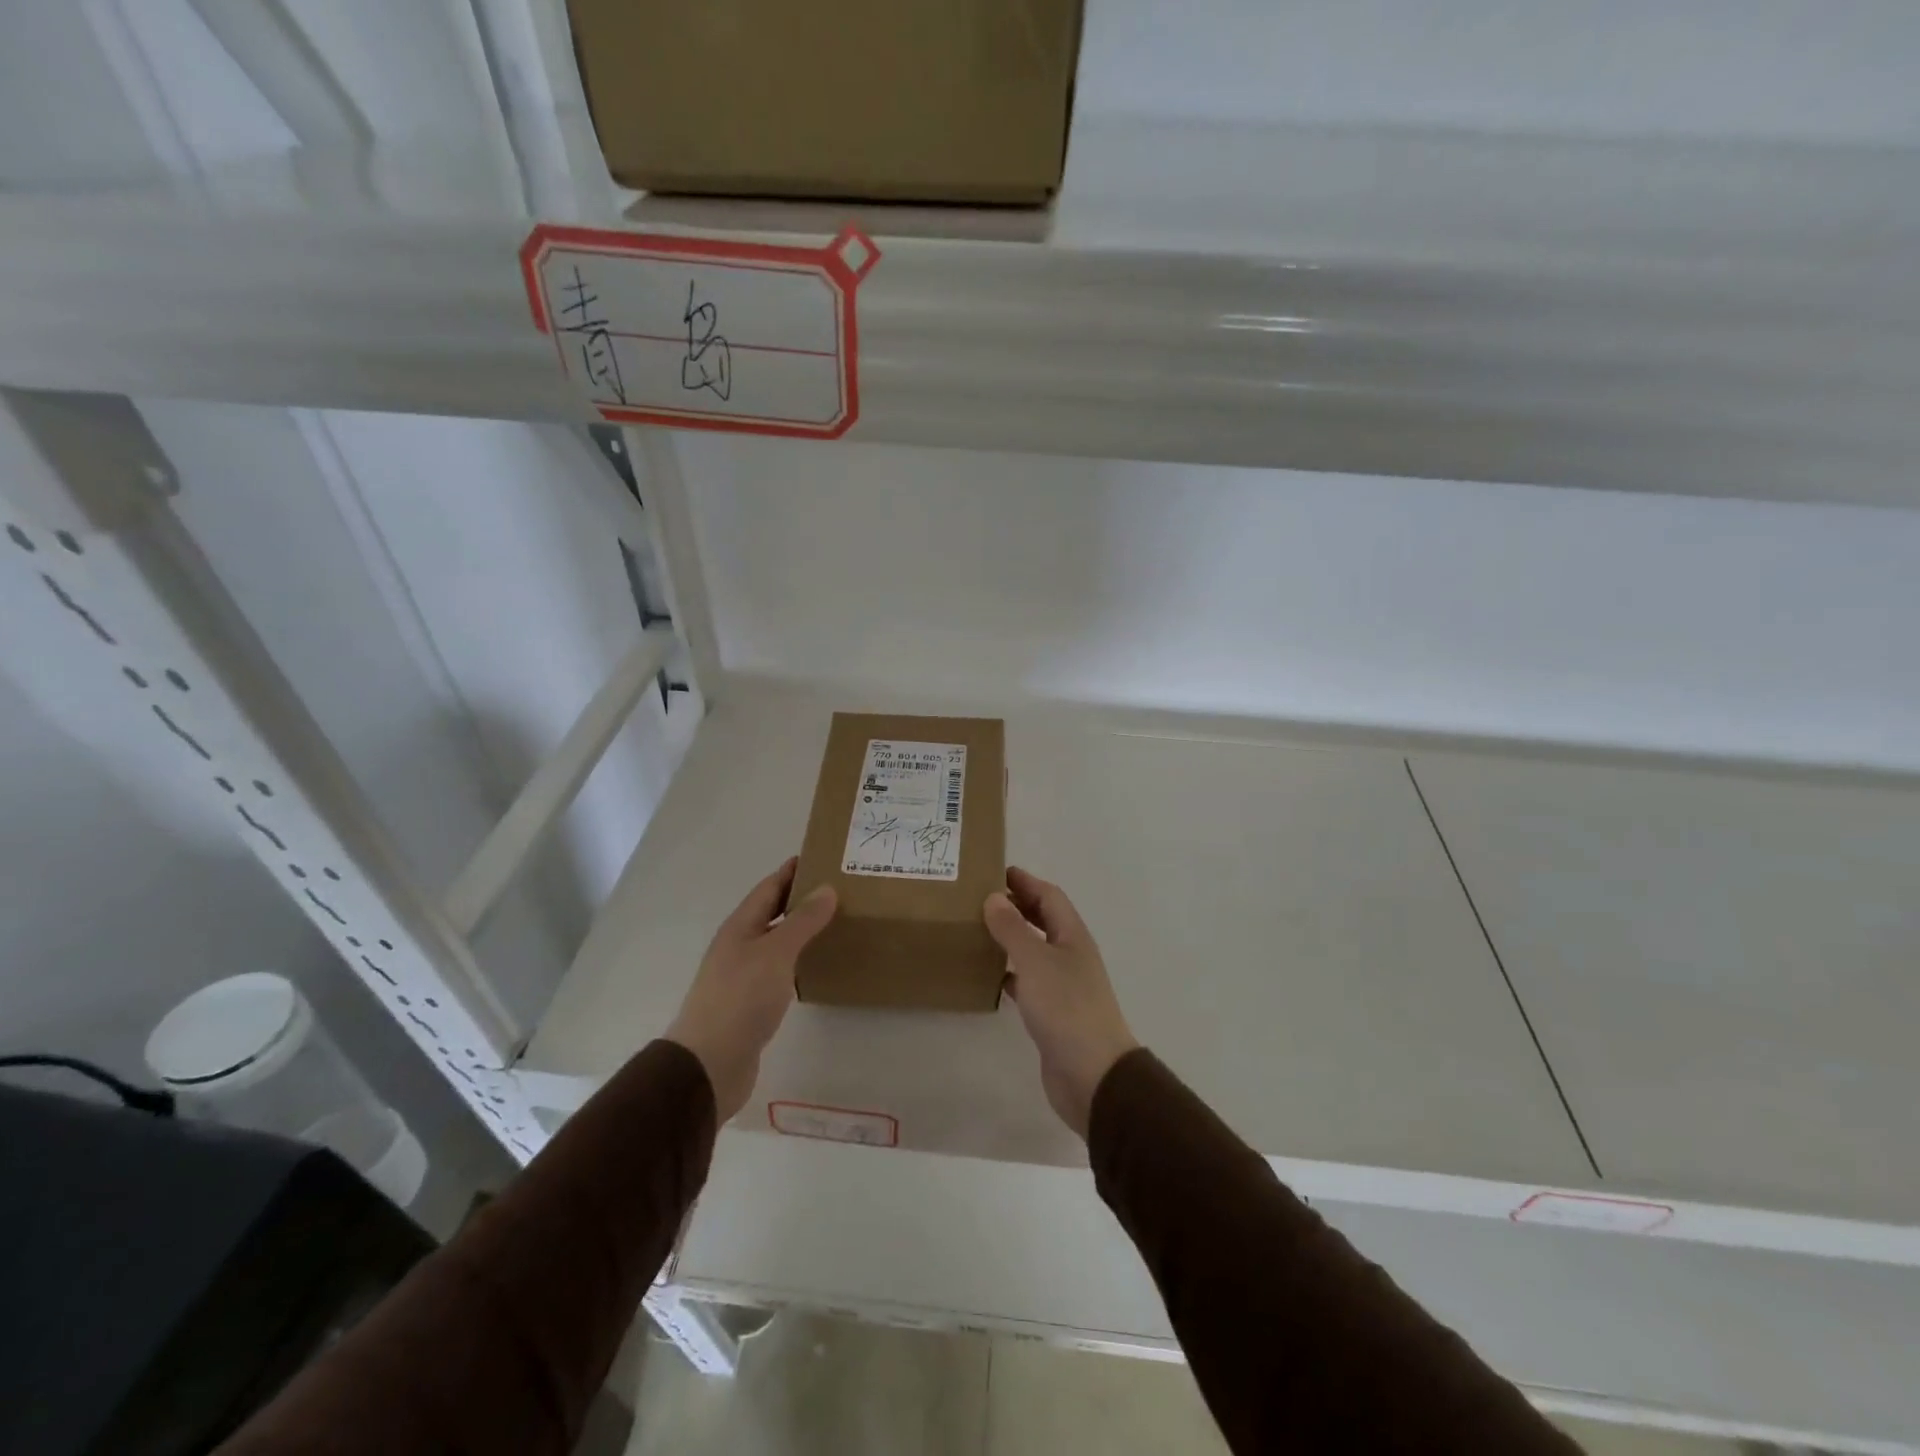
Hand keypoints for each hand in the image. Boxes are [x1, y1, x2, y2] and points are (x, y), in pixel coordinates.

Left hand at [666, 858, 836, 1121]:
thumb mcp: (776, 952)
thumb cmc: (741, 998)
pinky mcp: (751, 1004)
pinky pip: (779, 970)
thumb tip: (826, 888)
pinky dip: (798, 960)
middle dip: (800, 898)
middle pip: (771, 913)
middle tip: (838, 889)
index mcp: (741, 927)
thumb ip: (802, 921)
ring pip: (776, 942)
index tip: (821, 856)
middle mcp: (739, 946)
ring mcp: (742, 976)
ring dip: (800, 930)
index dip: (792, 871)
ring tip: (835, 922)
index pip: (769, 888)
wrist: (709, 1064)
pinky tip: (816, 966)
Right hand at [984, 867, 1138, 1138]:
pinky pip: (1027, 982)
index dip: (1024, 881)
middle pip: (1043, 920)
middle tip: (978, 898)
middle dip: (1016, 906)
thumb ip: (1012, 928)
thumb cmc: (1066, 1008)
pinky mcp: (1052, 1013)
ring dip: (1010, 938)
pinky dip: (1009, 973)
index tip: (993, 871)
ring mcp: (1062, 985)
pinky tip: (988, 976)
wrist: (1092, 1074)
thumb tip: (994, 897)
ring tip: (976, 930)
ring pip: (1033, 951)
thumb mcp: (1035, 961)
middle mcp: (1070, 955)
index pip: (1049, 896)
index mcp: (1072, 936)